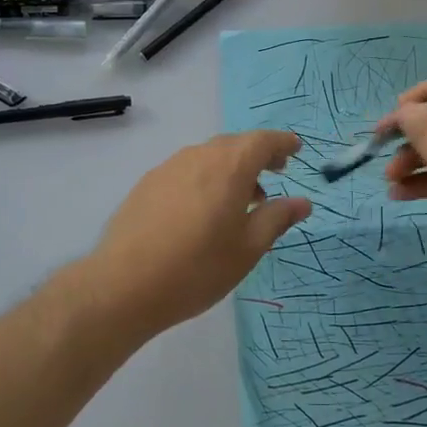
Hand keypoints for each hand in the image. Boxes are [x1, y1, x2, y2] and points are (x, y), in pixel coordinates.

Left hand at [85, 131, 311, 336]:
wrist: (124, 285)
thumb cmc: (197, 268)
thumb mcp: (248, 248)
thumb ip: (277, 218)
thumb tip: (302, 201)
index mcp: (229, 166)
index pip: (262, 141)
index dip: (282, 143)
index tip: (295, 150)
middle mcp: (198, 156)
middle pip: (234, 145)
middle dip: (257, 155)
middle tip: (274, 174)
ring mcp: (168, 168)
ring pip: (208, 157)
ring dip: (230, 169)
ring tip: (240, 200)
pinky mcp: (146, 184)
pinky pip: (186, 171)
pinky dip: (204, 179)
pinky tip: (202, 211)